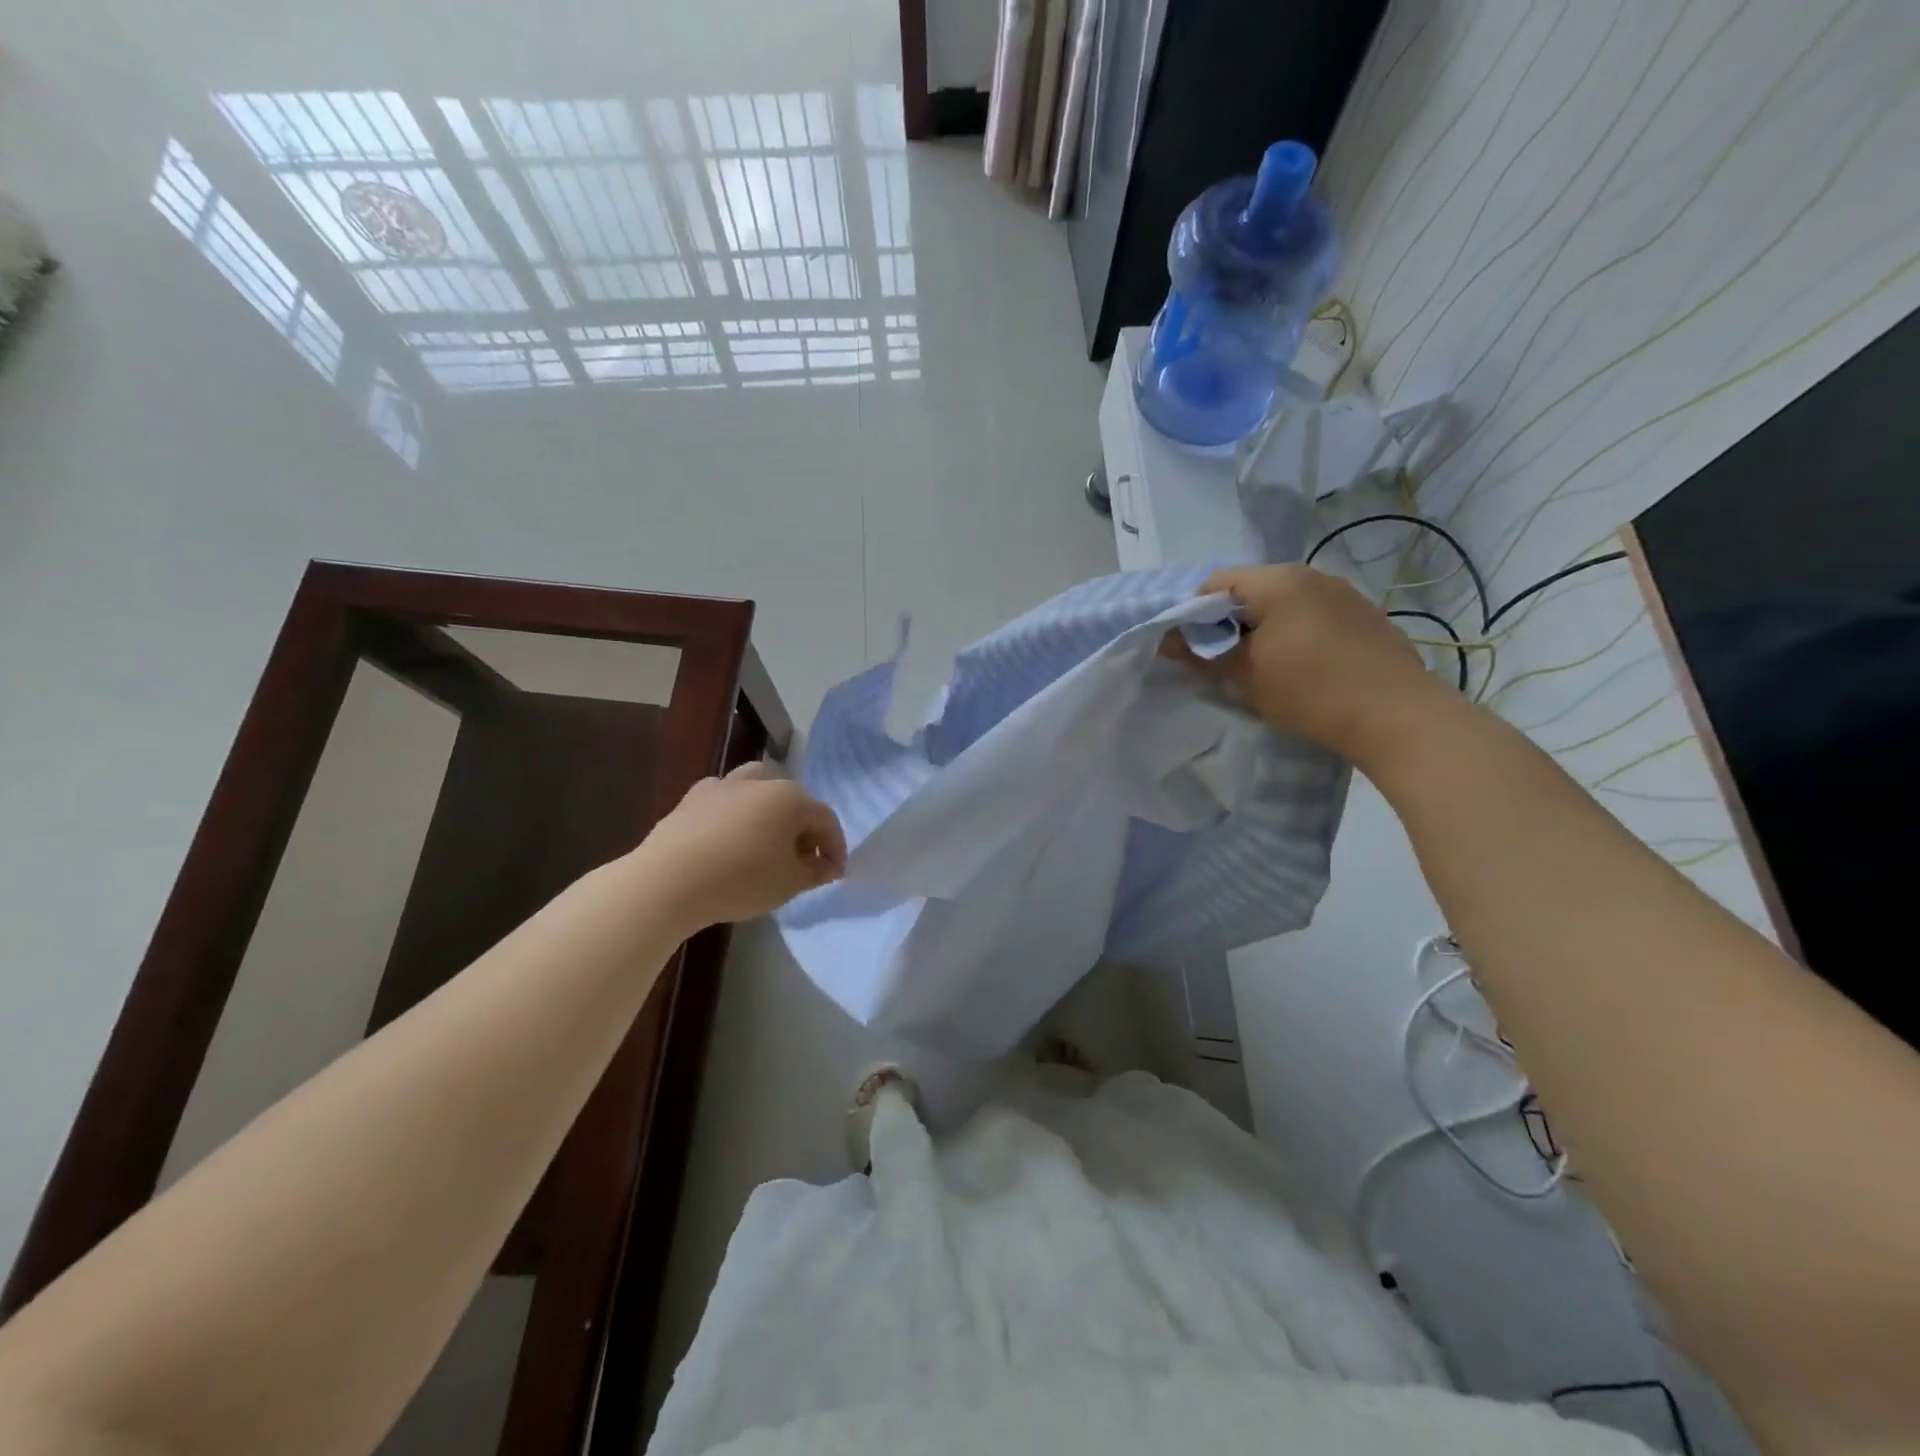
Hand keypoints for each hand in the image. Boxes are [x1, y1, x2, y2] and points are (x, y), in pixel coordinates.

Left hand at [637, 762, 845, 929]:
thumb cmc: (741, 879)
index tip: (834, 873)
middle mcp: (760, 782)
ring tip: (764, 838)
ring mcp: (722, 786)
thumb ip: (815, 872)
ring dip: (768, 809)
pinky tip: (727, 835)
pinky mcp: (691, 799)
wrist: (668, 881)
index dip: (835, 847)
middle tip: (800, 860)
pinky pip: (723, 798)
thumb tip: (827, 865)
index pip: (825, 819)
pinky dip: (732, 811)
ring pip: (757, 787)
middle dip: (802, 828)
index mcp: (790, 799)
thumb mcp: (789, 883)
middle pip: (793, 801)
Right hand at [1171, 564, 1453, 766]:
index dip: (1193, 613)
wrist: (1394, 714)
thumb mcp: (1244, 675)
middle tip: (1222, 661)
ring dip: (1262, 629)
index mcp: (1276, 580)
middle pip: (1250, 590)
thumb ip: (1202, 652)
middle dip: (1229, 622)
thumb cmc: (1308, 689)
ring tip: (1261, 667)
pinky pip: (1312, 615)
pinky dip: (1294, 634)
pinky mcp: (1364, 615)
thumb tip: (1168, 640)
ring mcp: (1342, 593)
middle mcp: (1310, 574)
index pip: (1215, 583)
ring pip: (1283, 603)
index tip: (1191, 648)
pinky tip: (1300, 667)